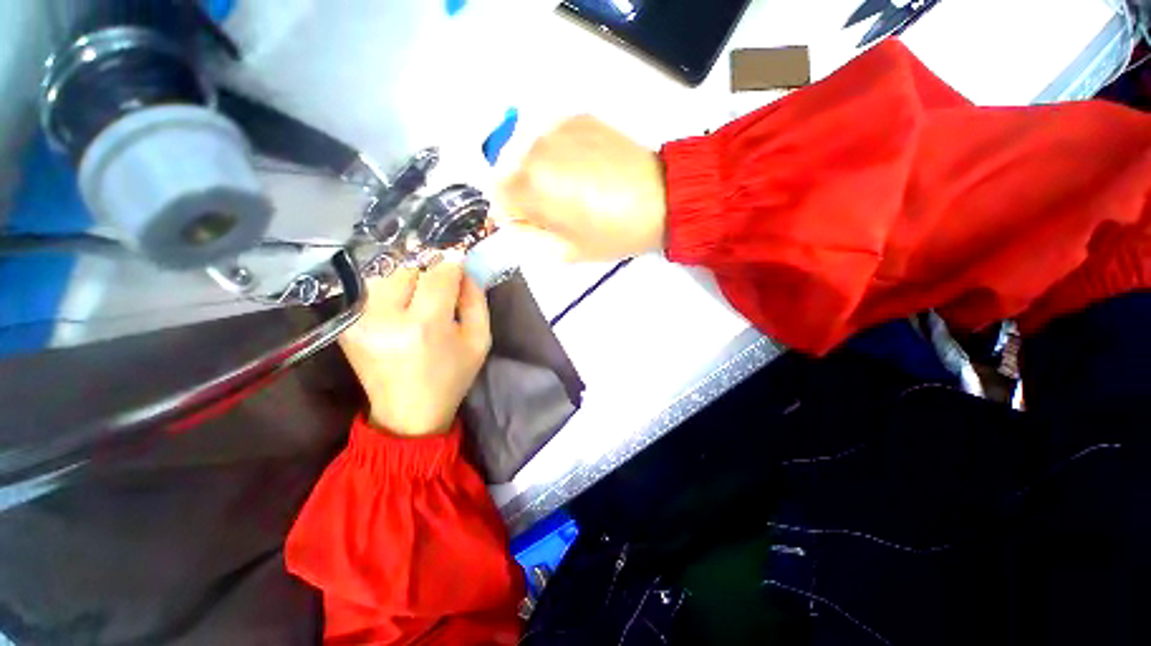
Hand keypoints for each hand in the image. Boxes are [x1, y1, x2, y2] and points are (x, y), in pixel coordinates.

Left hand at [338, 260, 490, 436]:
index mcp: (425, 326)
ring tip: (417, 306)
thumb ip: (476, 301)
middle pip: (409, 270)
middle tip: (439, 297)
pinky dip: (388, 294)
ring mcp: (360, 321)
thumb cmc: (452, 377)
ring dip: (407, 284)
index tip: (460, 271)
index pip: (438, 274)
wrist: (408, 413)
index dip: (453, 267)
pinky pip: (371, 291)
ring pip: (387, 276)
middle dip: (428, 277)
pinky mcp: (346, 326)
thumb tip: (466, 270)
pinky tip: (398, 314)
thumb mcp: (479, 341)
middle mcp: (386, 318)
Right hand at [498, 115, 667, 261]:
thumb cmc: (613, 232)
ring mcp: (557, 128)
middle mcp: (535, 149)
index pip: (497, 198)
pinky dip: (559, 155)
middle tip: (554, 209)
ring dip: (540, 172)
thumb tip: (519, 222)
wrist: (662, 198)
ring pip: (529, 154)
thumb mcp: (566, 251)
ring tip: (573, 188)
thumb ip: (532, 237)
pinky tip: (585, 168)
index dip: (514, 215)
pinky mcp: (578, 117)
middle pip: (509, 173)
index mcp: (530, 186)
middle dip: (524, 193)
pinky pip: (553, 140)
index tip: (534, 223)